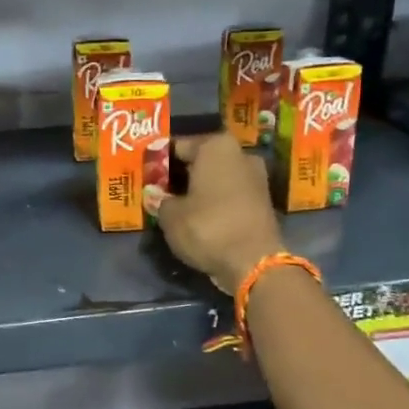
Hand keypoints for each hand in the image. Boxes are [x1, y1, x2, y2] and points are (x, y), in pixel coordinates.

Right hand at [155, 134, 286, 295]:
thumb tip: (157, 196)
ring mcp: (256, 177)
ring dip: (199, 189)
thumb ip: (160, 200)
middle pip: (201, 161)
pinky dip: (215, 202)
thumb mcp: (171, 216)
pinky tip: (199, 216)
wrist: (254, 262)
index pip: (178, 146)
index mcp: (216, 146)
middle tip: (159, 191)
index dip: (159, 162)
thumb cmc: (208, 227)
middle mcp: (240, 154)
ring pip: (217, 178)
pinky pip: (230, 195)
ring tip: (177, 206)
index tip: (146, 176)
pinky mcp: (262, 201)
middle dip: (181, 175)